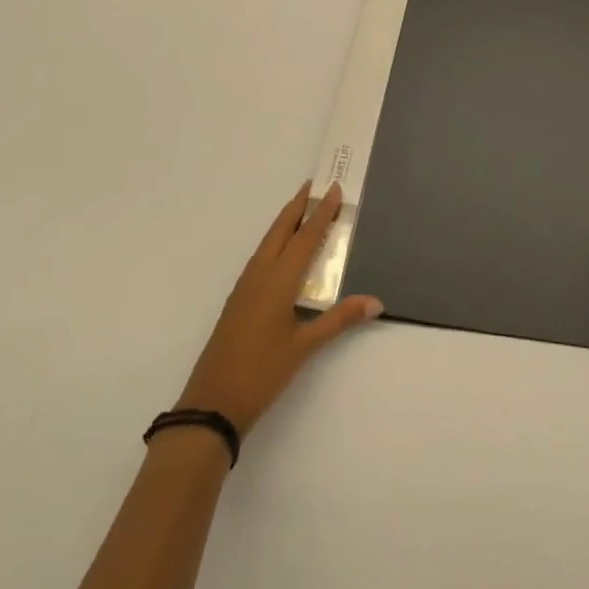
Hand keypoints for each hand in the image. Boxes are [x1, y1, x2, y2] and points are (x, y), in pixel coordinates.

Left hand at [179, 182, 382, 434]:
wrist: (212, 403)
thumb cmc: (261, 372)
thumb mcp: (305, 346)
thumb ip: (339, 319)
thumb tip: (375, 301)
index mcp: (278, 280)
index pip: (305, 238)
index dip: (321, 213)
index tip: (333, 189)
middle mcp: (259, 275)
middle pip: (280, 231)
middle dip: (298, 207)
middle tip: (314, 185)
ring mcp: (245, 287)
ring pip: (268, 243)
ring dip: (285, 223)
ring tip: (302, 209)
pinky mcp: (238, 300)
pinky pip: (261, 258)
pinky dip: (276, 242)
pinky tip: (282, 251)